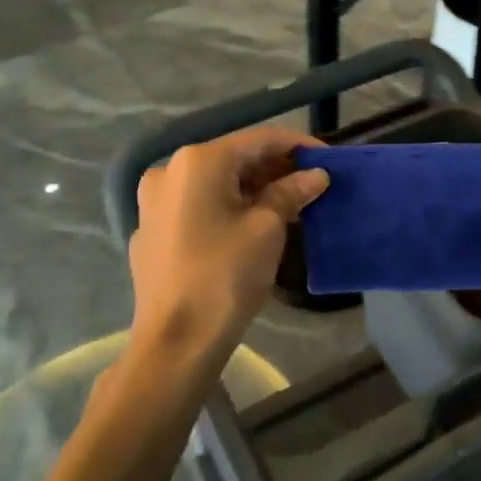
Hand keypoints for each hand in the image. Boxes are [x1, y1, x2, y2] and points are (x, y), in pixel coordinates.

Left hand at [128, 126, 328, 366]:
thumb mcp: (267, 229)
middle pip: (234, 159)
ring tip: (289, 205)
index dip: (298, 145)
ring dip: (252, 190)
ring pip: (214, 184)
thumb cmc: (226, 275)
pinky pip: (197, 207)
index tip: (328, 158)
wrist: (176, 340)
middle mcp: (170, 171)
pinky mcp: (151, 231)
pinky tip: (250, 227)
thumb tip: (315, 176)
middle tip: (312, 185)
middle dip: (275, 170)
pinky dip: (226, 208)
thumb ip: (291, 193)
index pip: (259, 139)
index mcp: (199, 161)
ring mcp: (154, 202)